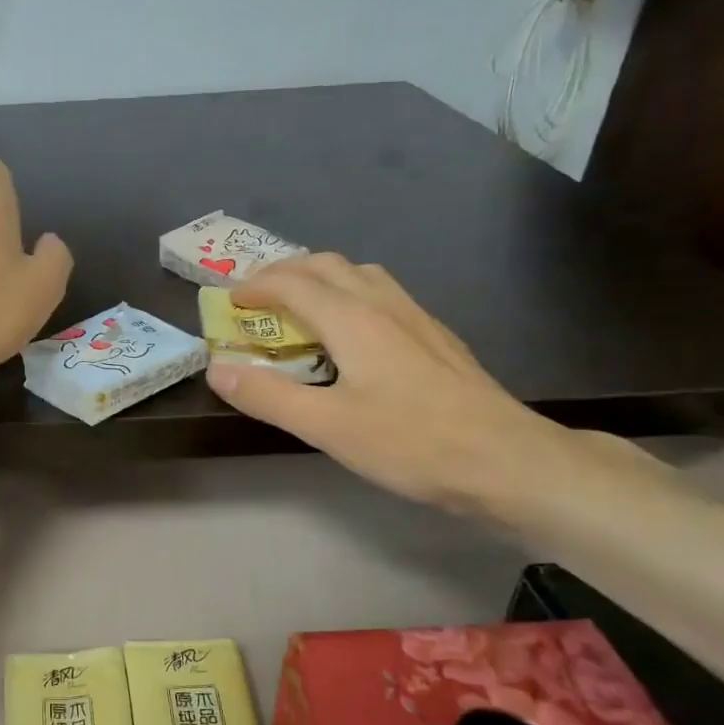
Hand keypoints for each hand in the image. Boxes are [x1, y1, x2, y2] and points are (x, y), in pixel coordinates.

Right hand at [205, 256, 575, 511]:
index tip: (228, 302)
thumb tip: (217, 370)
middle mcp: (383, 305)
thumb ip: (268, 396)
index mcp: (352, 320)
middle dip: (285, 272)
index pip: (293, 283)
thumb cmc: (411, 442)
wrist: (506, 460)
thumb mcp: (326, 426)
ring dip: (320, 278)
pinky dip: (349, 294)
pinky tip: (353, 333)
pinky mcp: (435, 336)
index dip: (255, 286)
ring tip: (299, 307)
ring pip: (360, 274)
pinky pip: (382, 294)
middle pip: (327, 265)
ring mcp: (416, 317)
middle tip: (257, 297)